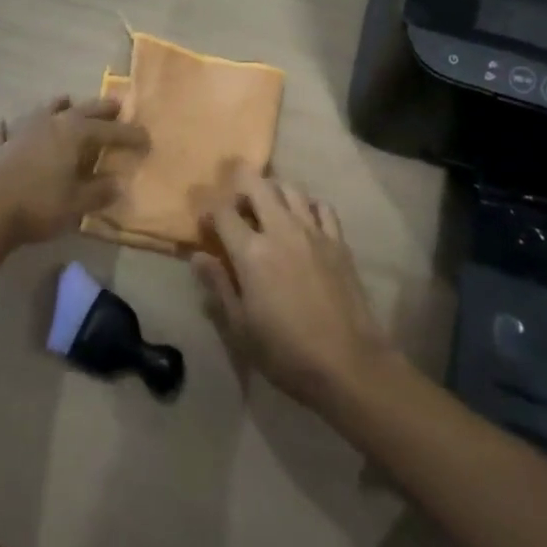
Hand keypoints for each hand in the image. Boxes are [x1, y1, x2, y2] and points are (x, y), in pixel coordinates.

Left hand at [0, 95, 149, 246]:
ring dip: (57, 106)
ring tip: (67, 101)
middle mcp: (50, 123)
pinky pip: (4, 132)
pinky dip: (8, 128)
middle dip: (100, 109)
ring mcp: (22, 132)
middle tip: (116, 106)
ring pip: (43, 111)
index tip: (146, 139)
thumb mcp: (78, 203)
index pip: (109, 130)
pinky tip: (5, 125)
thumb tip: (116, 183)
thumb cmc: (42, 205)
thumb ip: (99, 191)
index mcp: (74, 133)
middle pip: (81, 111)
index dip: (129, 135)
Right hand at [193, 163, 391, 408]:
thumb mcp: (241, 327)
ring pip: (289, 188)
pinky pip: (321, 206)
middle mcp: (281, 230)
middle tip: (235, 203)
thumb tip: (198, 256)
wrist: (348, 363)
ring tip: (266, 206)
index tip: (205, 222)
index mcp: (252, 252)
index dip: (208, 210)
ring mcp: (313, 231)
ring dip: (272, 189)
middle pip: (256, 184)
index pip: (222, 211)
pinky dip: (307, 205)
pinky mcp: (338, 241)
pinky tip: (303, 219)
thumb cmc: (286, 352)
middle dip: (239, 183)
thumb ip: (219, 285)